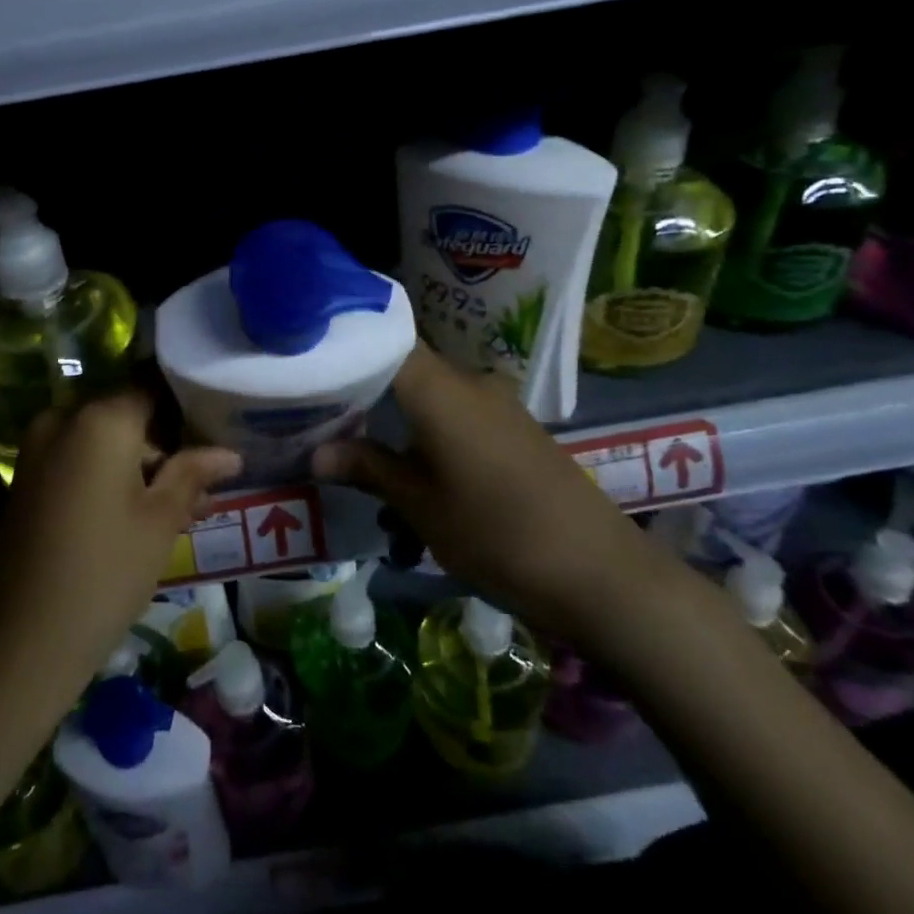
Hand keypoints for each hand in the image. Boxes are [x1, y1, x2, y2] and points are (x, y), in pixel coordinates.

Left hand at [0, 393, 241, 686]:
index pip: (153, 388)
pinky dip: (107, 475)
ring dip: (137, 464)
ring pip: (102, 441)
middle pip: (127, 415)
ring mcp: (38, 448)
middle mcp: (64, 418)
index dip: (186, 408)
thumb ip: (193, 473)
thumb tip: (231, 453)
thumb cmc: (106, 570)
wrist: (22, 638)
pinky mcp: (26, 477)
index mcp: (101, 418)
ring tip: (178, 506)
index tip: (214, 431)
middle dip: (164, 444)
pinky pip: (77, 460)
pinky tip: (136, 513)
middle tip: (201, 482)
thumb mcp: (161, 520)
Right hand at [316, 346, 674, 648]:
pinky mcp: (516, 430)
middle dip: (362, 387)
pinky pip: (458, 413)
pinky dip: (426, 429)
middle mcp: (468, 383)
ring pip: (430, 394)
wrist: (603, 576)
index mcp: (440, 389)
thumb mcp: (421, 506)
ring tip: (359, 447)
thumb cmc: (498, 534)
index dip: (347, 339)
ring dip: (395, 415)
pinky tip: (412, 465)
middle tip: (320, 409)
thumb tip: (314, 454)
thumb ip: (367, 468)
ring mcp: (497, 405)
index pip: (384, 337)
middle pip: (404, 365)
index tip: (310, 355)